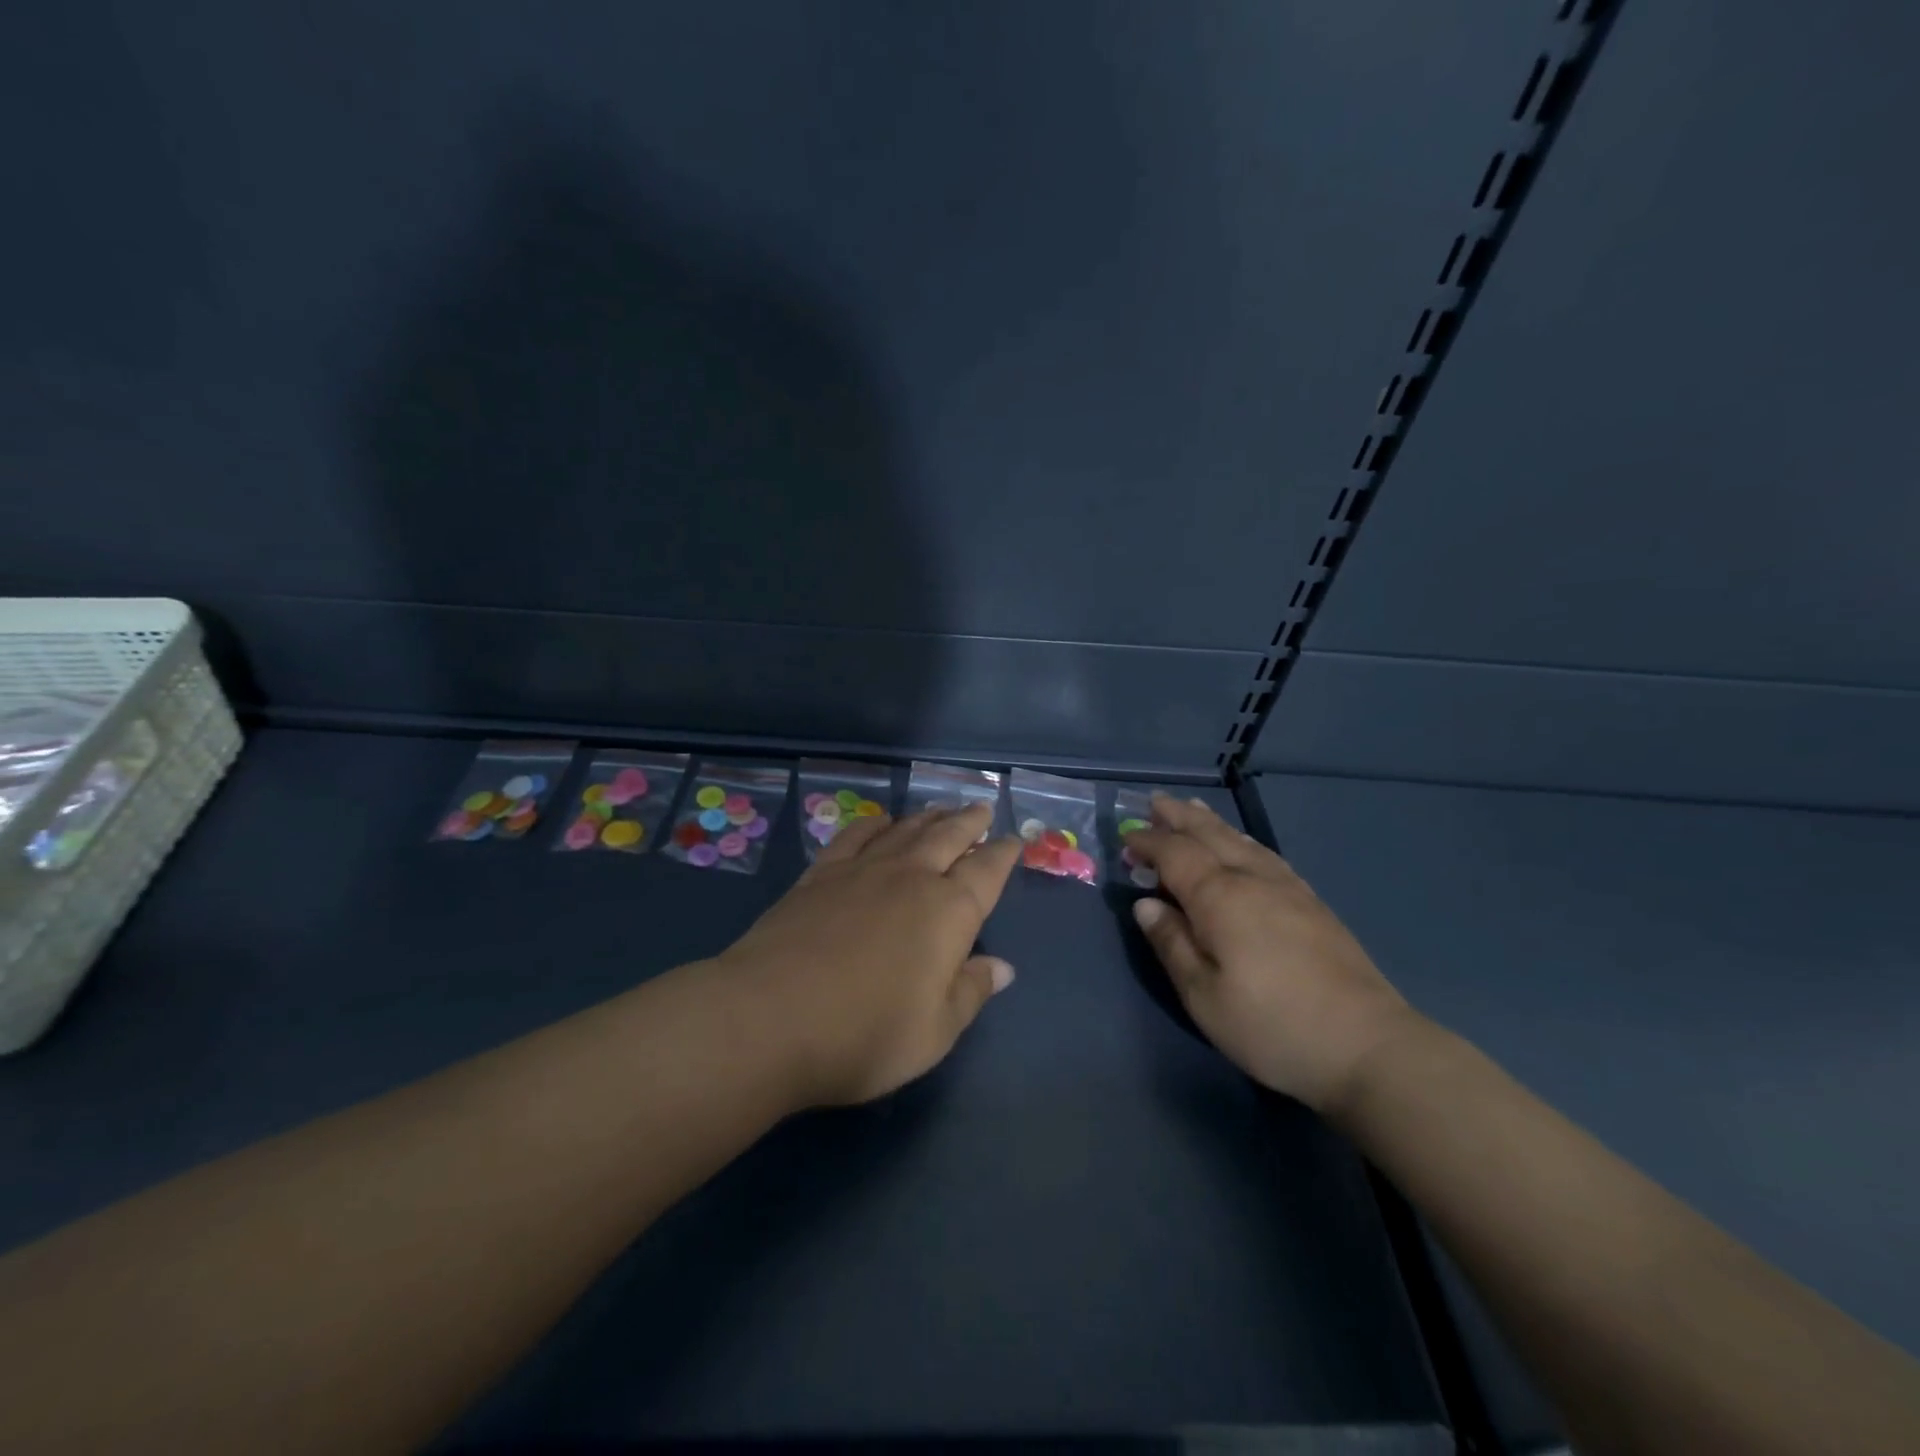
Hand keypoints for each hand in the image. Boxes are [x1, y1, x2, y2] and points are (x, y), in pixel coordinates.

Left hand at [717, 805, 1021, 1107]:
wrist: (768, 1017)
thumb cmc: (864, 1034)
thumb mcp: (934, 1032)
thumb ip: (970, 992)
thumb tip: (1003, 968)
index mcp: (949, 912)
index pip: (986, 872)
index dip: (1003, 854)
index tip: (1014, 840)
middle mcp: (910, 878)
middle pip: (948, 837)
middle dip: (969, 822)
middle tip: (982, 808)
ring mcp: (861, 870)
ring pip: (905, 830)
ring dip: (928, 817)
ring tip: (940, 809)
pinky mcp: (819, 875)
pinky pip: (855, 836)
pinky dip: (874, 824)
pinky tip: (880, 822)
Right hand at [1123, 795, 1421, 1112]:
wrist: (1366, 1046)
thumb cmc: (1271, 1026)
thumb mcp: (1203, 996)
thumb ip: (1172, 944)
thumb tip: (1146, 904)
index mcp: (1219, 897)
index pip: (1175, 854)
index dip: (1148, 842)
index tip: (1125, 839)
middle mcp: (1252, 879)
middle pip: (1210, 835)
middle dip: (1179, 817)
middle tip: (1155, 802)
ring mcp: (1288, 888)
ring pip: (1241, 840)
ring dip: (1211, 822)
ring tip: (1193, 809)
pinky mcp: (1312, 903)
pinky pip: (1266, 854)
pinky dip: (1243, 840)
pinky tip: (1243, 845)